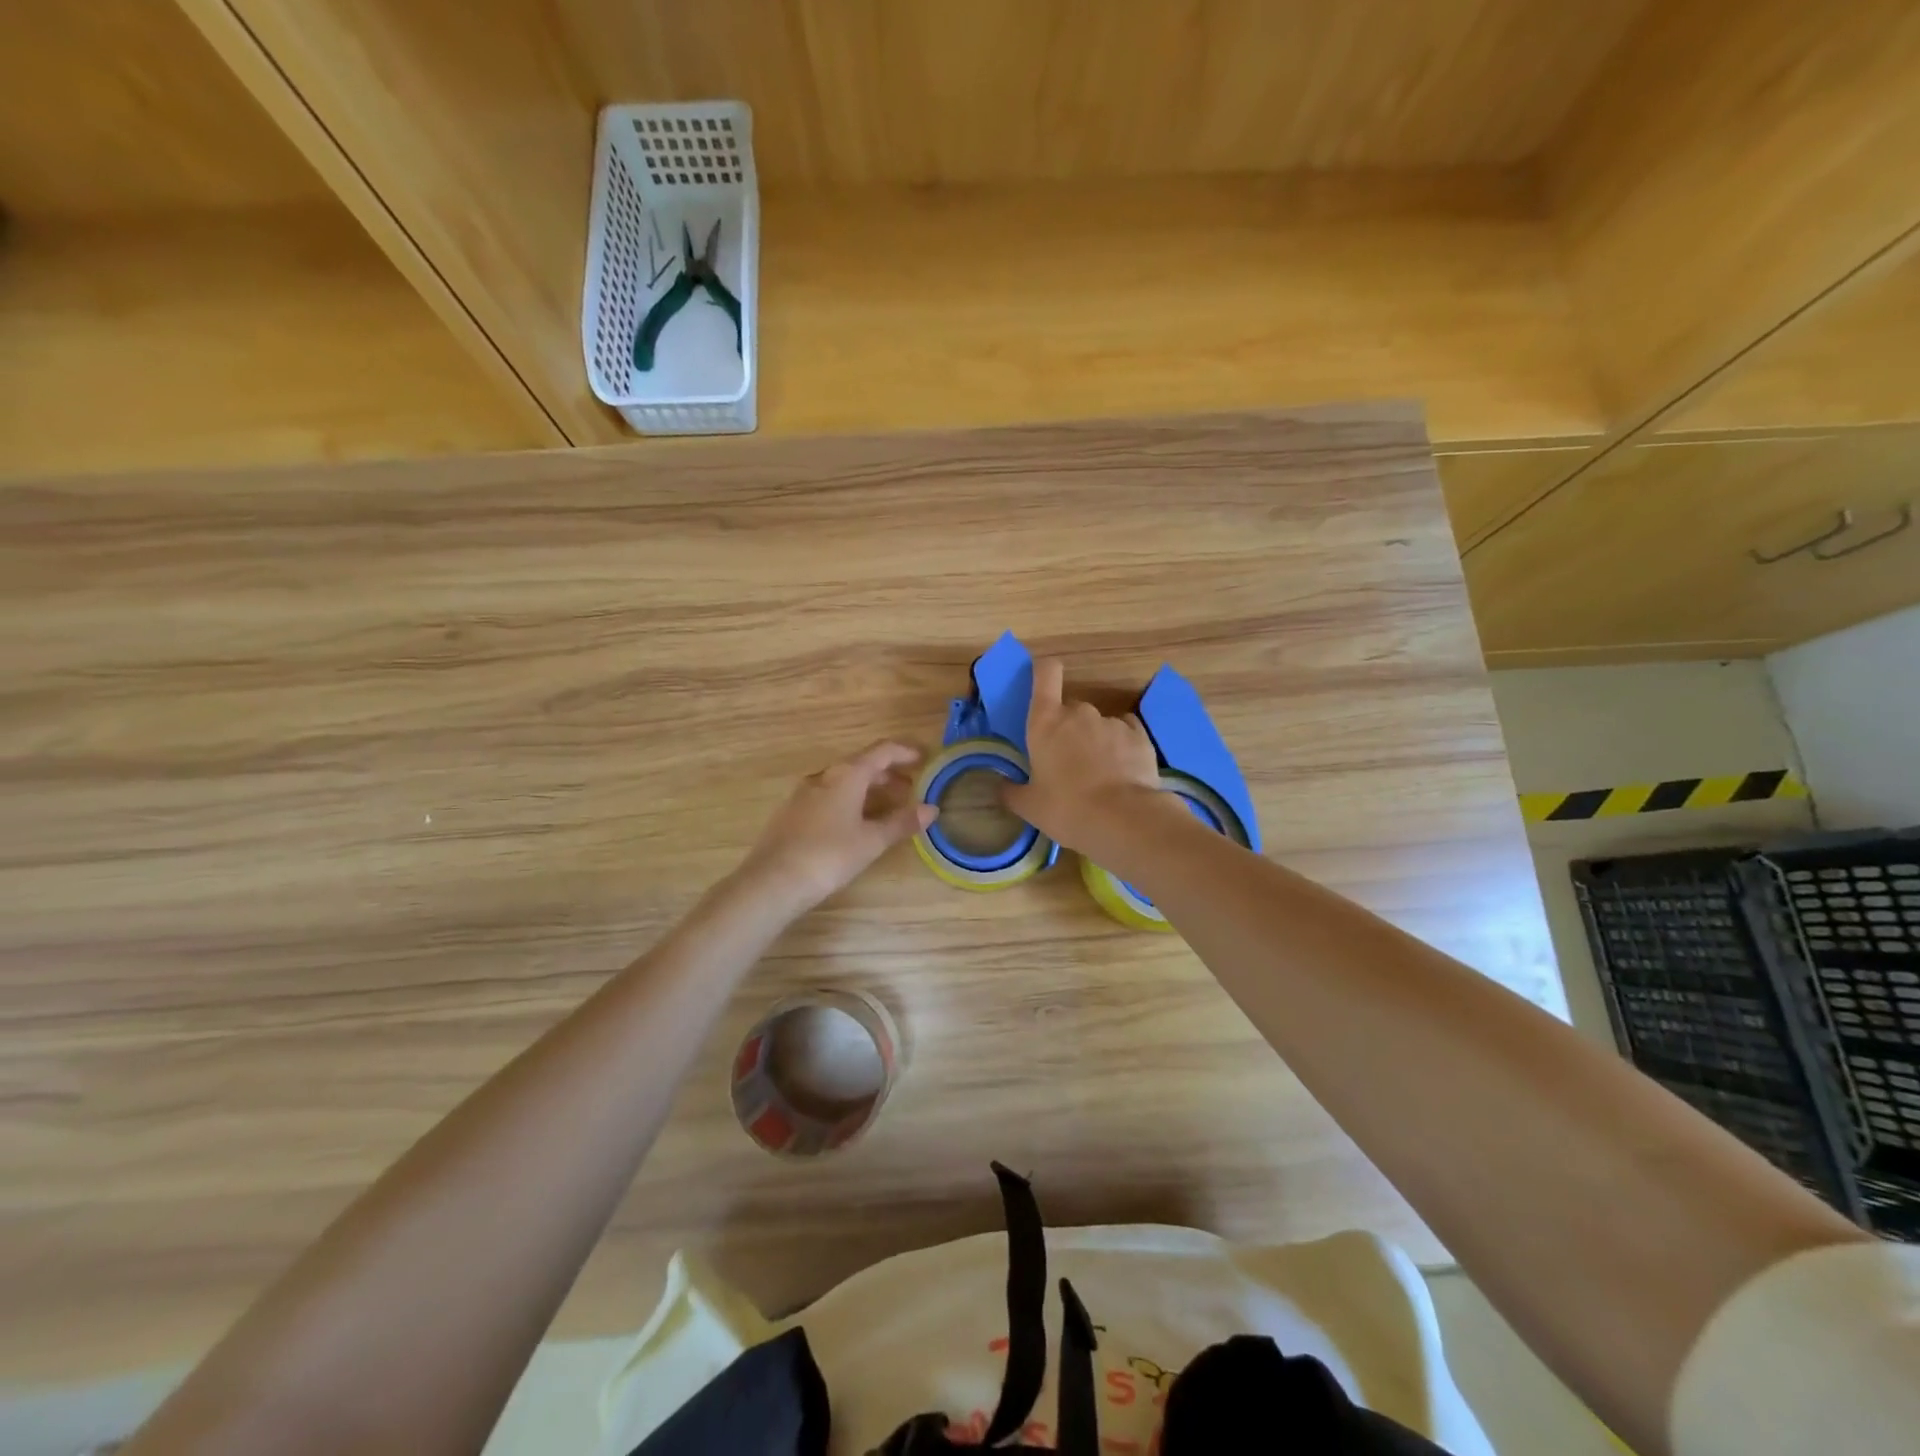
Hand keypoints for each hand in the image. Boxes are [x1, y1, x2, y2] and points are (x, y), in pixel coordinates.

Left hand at [735, 741, 935, 913]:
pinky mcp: (792, 812)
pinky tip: (855, 822)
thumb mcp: (872, 841)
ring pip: (843, 781)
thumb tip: (931, 809)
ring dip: (868, 788)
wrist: (773, 881)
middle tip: (911, 787)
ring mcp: (804, 793)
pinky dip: (849, 800)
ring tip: (888, 806)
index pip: (882, 751)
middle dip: (888, 773)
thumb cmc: (829, 855)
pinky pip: (828, 796)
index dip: (905, 751)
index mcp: (846, 774)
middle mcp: (824, 776)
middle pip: (862, 764)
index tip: (924, 757)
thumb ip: (902, 822)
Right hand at [1002, 658, 1166, 852]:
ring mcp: (1111, 722)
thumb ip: (1011, 792)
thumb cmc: (1066, 809)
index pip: (1046, 674)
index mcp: (1046, 722)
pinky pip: (1125, 732)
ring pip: (1098, 724)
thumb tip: (1000, 786)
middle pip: (1071, 708)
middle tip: (1068, 762)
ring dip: (1095, 741)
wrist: (1123, 819)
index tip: (1043, 681)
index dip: (1044, 671)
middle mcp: (1079, 713)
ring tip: (1099, 775)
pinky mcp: (1139, 735)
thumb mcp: (1029, 806)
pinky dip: (1121, 746)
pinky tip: (1122, 770)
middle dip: (1068, 728)